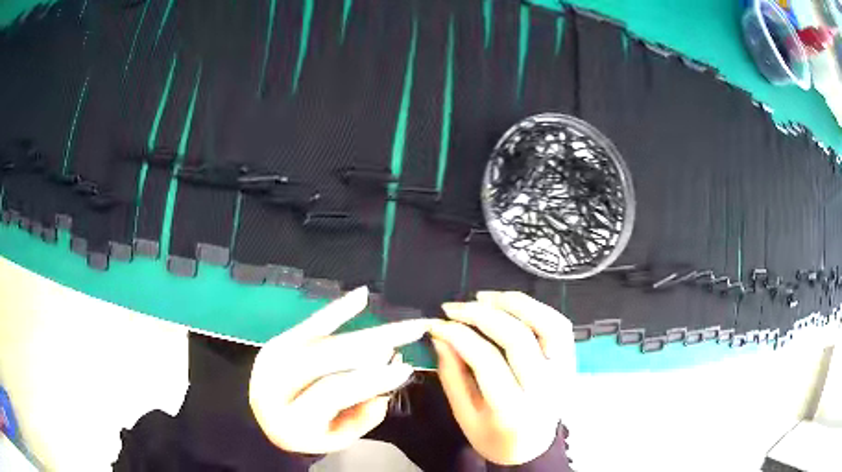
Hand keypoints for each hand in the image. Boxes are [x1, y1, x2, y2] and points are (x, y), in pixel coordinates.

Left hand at [249, 286, 429, 454]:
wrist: (262, 422)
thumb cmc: (308, 435)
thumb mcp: (338, 438)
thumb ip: (365, 416)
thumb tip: (389, 376)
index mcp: (289, 417)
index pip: (332, 392)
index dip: (369, 379)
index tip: (405, 368)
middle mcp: (274, 384)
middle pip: (324, 358)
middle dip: (370, 345)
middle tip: (408, 334)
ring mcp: (272, 358)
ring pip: (321, 340)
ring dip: (362, 333)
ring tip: (396, 329)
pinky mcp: (277, 341)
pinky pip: (309, 323)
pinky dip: (337, 310)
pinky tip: (361, 296)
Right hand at [430, 291, 575, 465]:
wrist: (532, 447)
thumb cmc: (493, 437)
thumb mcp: (464, 415)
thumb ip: (452, 375)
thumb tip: (441, 335)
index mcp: (513, 410)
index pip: (487, 361)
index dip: (459, 336)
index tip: (437, 324)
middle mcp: (544, 388)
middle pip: (517, 338)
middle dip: (481, 315)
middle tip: (454, 307)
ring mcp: (563, 371)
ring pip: (546, 324)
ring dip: (514, 303)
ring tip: (484, 297)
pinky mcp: (571, 361)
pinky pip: (560, 325)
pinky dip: (537, 308)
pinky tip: (512, 304)